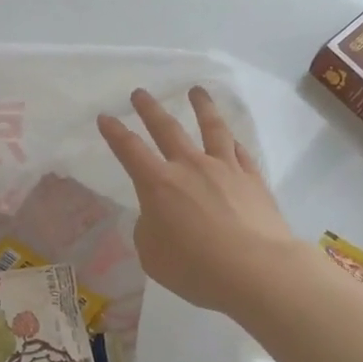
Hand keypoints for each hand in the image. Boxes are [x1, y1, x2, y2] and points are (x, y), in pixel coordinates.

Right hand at [98, 87, 300, 316]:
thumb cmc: (196, 268)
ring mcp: (225, 169)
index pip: (129, 150)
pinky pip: (240, 152)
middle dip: (149, 109)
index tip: (105, 117)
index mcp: (158, 185)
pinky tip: (231, 137)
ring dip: (201, 106)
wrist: (257, 270)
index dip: (114, 133)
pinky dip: (232, 141)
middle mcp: (190, 167)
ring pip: (211, 128)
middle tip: (140, 93)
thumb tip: (159, 216)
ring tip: (196, 91)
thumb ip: (149, 229)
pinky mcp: (253, 179)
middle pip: (166, 128)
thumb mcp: (153, 255)